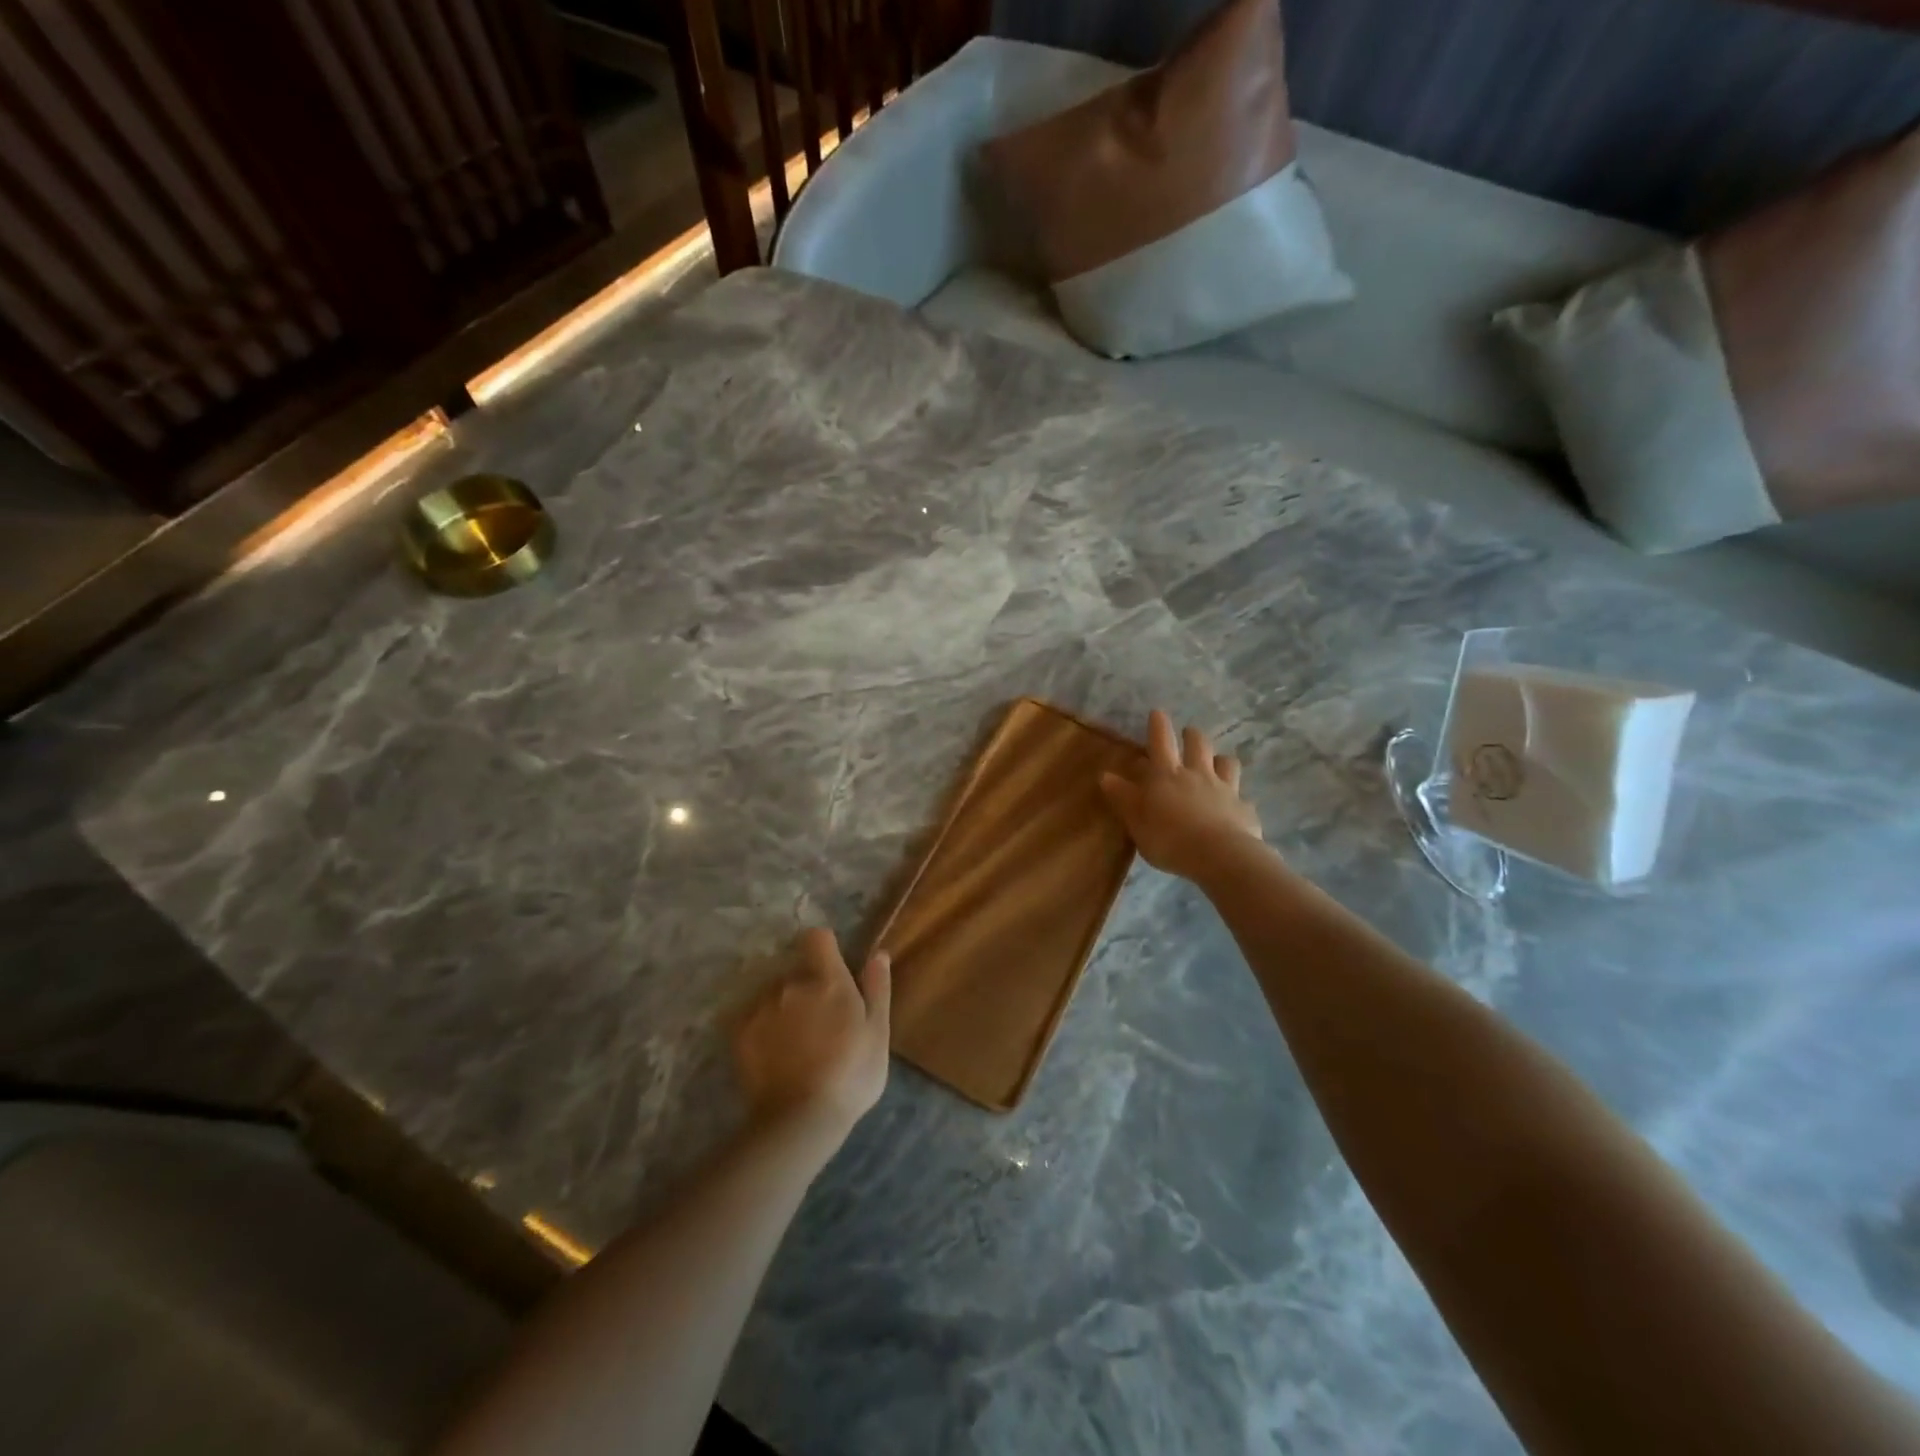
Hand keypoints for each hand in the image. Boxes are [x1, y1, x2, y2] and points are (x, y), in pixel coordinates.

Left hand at [732, 928, 890, 1153]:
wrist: (800, 1119)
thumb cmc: (851, 1075)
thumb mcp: (878, 1033)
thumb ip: (877, 989)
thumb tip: (878, 954)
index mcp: (828, 980)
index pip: (817, 938)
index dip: (824, 948)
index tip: (831, 968)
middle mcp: (791, 984)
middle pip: (796, 971)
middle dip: (806, 988)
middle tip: (819, 1024)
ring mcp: (762, 1007)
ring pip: (774, 995)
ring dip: (784, 1008)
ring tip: (795, 1045)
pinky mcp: (739, 1032)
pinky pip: (753, 1017)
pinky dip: (763, 1029)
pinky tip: (774, 1056)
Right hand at [1100, 709, 1262, 880]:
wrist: (1220, 856)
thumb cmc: (1169, 838)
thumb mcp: (1136, 821)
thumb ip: (1123, 798)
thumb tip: (1105, 775)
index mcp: (1167, 775)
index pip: (1160, 742)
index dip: (1158, 726)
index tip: (1158, 712)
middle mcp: (1197, 774)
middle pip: (1198, 744)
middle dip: (1192, 735)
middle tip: (1189, 733)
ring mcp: (1225, 789)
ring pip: (1226, 762)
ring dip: (1221, 759)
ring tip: (1218, 762)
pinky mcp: (1244, 808)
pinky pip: (1242, 796)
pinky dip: (1237, 798)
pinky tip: (1235, 808)